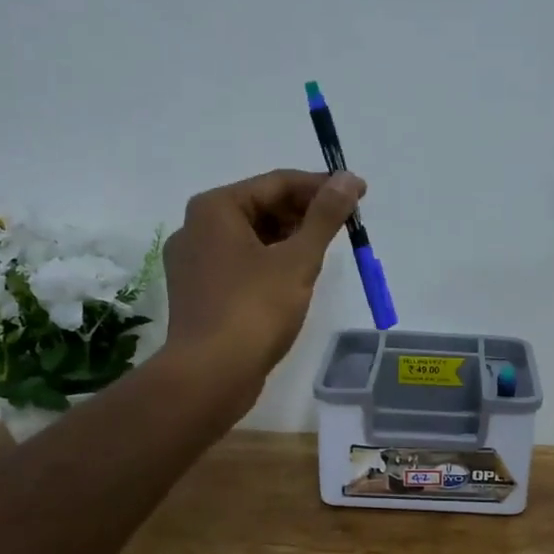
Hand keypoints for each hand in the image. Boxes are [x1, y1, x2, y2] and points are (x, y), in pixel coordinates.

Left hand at [162, 168, 363, 409]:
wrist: (209, 375)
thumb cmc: (254, 309)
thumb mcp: (298, 259)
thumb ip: (325, 216)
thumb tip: (348, 178)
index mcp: (215, 208)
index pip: (277, 182)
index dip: (322, 186)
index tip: (359, 194)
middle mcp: (196, 227)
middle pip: (262, 206)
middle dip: (306, 212)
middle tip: (346, 224)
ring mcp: (193, 261)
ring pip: (252, 236)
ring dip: (290, 238)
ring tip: (325, 249)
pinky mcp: (199, 291)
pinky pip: (241, 262)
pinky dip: (271, 261)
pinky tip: (296, 276)